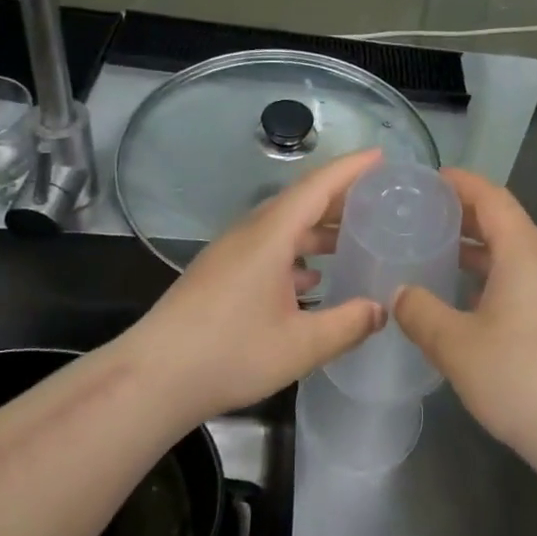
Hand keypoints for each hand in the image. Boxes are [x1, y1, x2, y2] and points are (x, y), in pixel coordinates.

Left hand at [129, 149, 387, 422]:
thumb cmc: (229, 353)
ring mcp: (232, 252)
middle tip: (380, 200)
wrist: (153, 378)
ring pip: (284, 226)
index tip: (382, 157)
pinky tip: (313, 278)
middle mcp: (251, 233)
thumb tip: (383, 309)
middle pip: (302, 201)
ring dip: (319, 228)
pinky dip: (297, 253)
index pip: (318, 186)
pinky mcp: (222, 273)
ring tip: (354, 239)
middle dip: (341, 197)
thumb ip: (348, 324)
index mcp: (270, 235)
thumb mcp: (300, 345)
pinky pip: (269, 247)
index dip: (351, 169)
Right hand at [395, 170, 536, 465]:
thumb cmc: (523, 378)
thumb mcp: (457, 347)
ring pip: (516, 253)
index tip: (427, 179)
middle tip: (422, 217)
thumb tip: (399, 293)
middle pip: (505, 222)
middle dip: (464, 215)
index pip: (491, 197)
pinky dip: (496, 275)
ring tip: (440, 255)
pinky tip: (472, 302)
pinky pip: (527, 278)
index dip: (460, 183)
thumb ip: (421, 314)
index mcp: (524, 251)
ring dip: (479, 249)